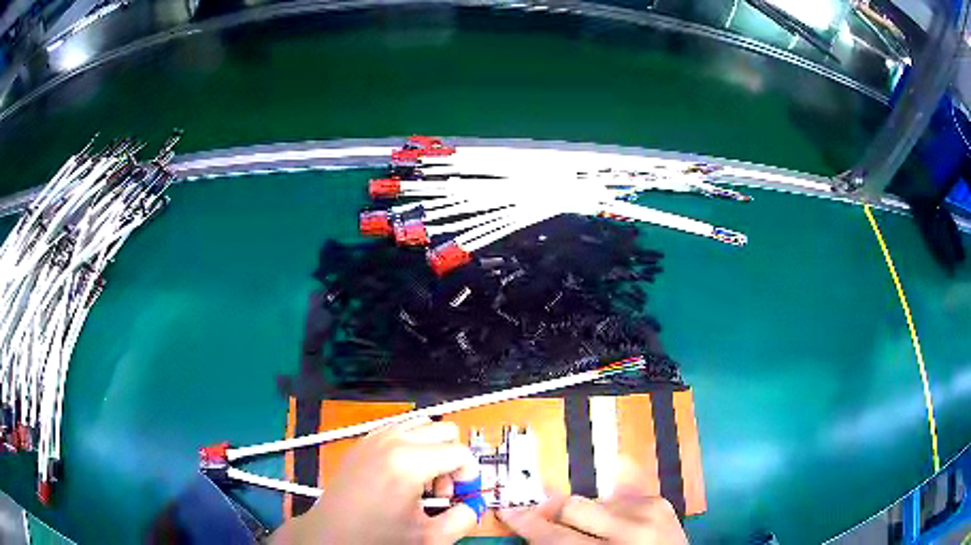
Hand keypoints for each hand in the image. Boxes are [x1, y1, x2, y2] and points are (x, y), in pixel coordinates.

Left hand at [272, 418, 479, 544]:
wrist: (331, 534)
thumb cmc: (374, 537)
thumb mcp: (428, 538)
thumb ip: (463, 519)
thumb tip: (471, 507)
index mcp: (408, 462)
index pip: (461, 452)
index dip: (469, 475)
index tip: (459, 496)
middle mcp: (391, 441)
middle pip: (444, 430)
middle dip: (451, 459)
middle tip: (441, 490)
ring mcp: (373, 438)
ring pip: (421, 425)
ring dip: (432, 450)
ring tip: (422, 483)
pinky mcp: (362, 443)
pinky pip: (398, 430)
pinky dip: (410, 446)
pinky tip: (402, 477)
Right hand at [498, 490, 687, 543]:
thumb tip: (537, 530)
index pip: (556, 537)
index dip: (528, 523)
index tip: (508, 512)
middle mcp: (631, 529)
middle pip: (573, 506)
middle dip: (549, 509)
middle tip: (534, 513)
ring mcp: (649, 511)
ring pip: (593, 500)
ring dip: (581, 513)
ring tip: (585, 528)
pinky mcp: (660, 502)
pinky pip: (616, 499)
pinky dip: (606, 510)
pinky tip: (609, 524)